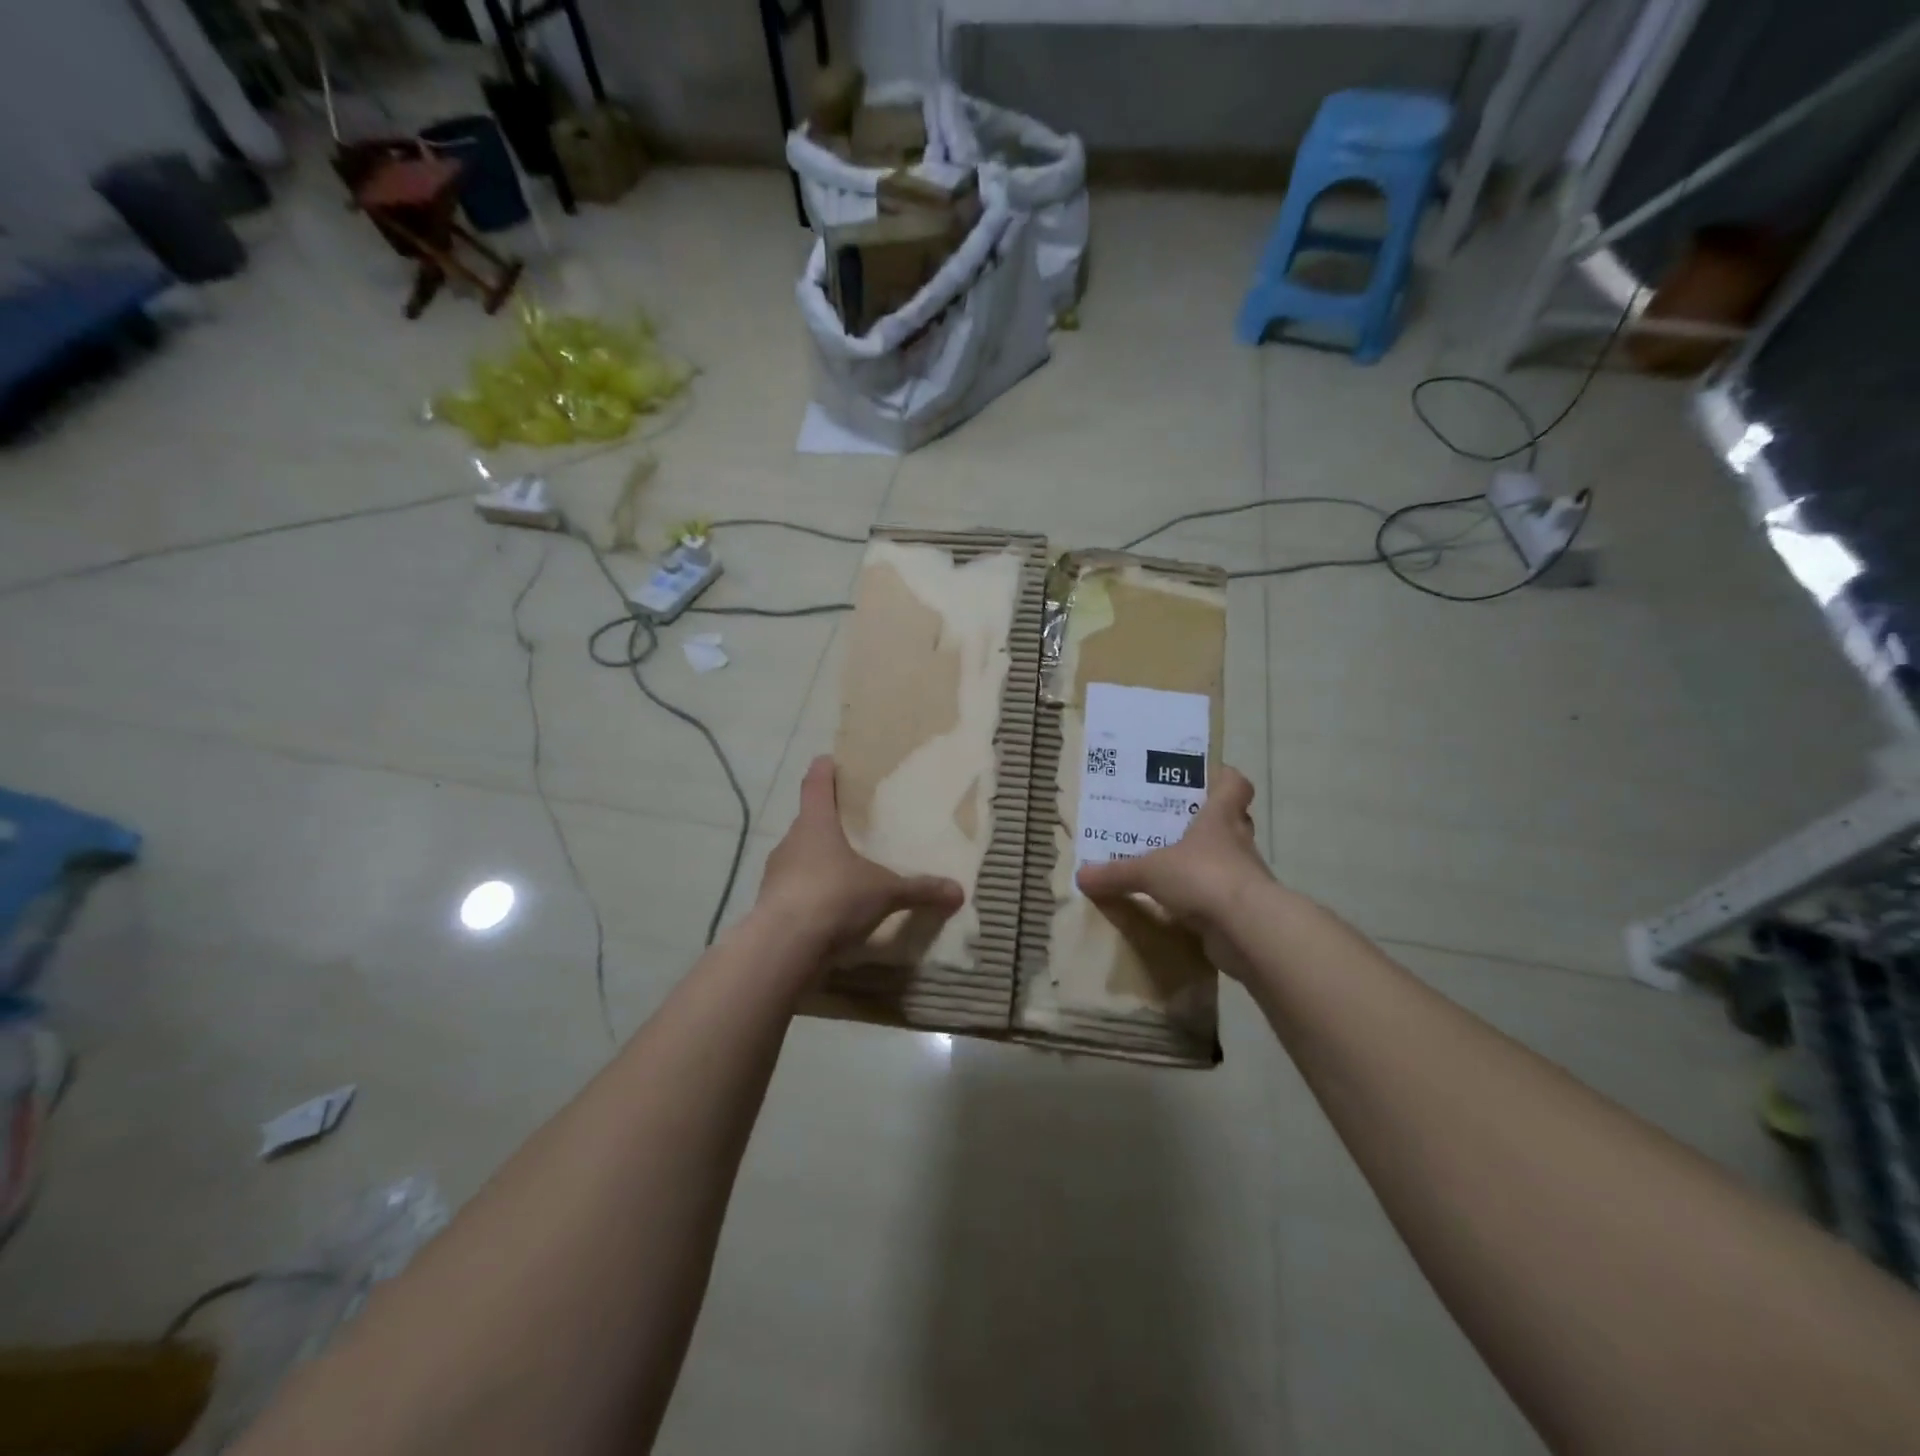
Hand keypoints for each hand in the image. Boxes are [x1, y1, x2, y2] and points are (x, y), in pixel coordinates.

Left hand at [755, 756, 964, 955]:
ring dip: (820, 862)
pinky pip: (796, 891)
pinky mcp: (772, 906)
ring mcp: (776, 875)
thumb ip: (920, 889)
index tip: (832, 761)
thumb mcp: (885, 892)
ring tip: (848, 870)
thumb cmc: (834, 897)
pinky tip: (834, 909)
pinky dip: (813, 894)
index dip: (825, 770)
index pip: (816, 783)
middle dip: (829, 822)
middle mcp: (790, 842)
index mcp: (814, 823)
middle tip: (855, 826)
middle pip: (808, 821)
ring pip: (801, 857)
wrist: (783, 948)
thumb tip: (958, 892)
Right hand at [1074, 765, 1271, 977]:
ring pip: (1226, 860)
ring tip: (1168, 865)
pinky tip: (1176, 905)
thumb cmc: (1203, 876)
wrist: (1248, 929)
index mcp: (1221, 817)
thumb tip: (1081, 875)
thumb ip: (1116, 873)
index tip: (1201, 778)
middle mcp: (1237, 842)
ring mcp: (1244, 877)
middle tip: (1171, 823)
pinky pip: (1220, 896)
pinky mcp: (1243, 908)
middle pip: (1230, 821)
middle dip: (1204, 821)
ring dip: (1203, 862)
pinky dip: (1202, 898)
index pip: (1234, 784)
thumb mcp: (1149, 871)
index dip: (1221, 777)